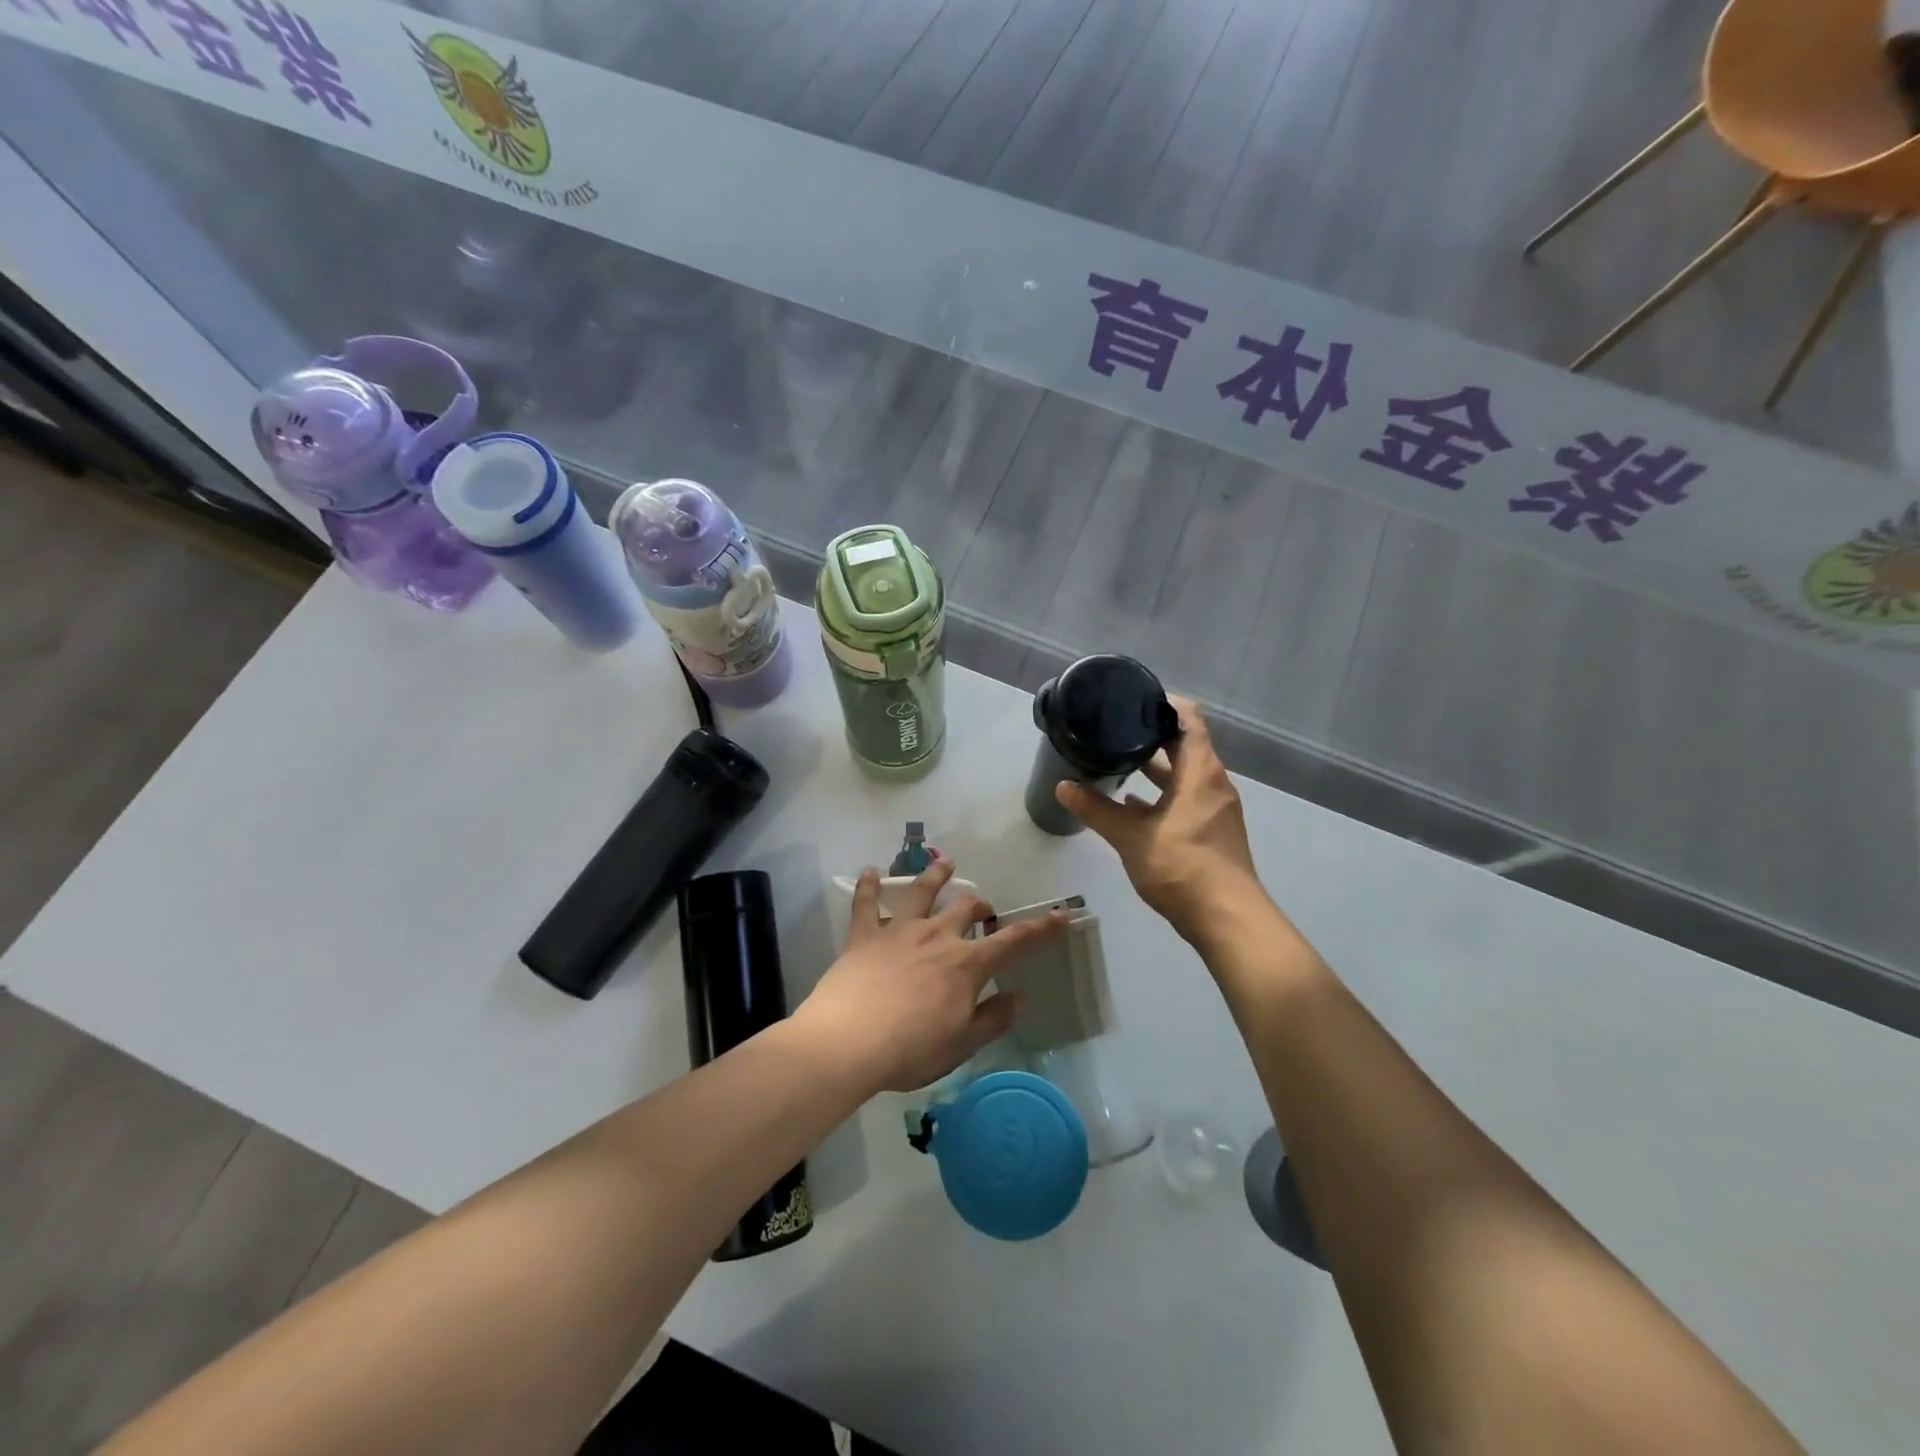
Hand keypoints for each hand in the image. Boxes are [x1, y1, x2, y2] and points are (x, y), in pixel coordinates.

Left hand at [797, 857, 1067, 1093]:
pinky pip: (866, 903)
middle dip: (981, 907)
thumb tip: (1018, 996)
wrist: (848, 1042)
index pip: (1013, 942)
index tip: (1062, 915)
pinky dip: (868, 884)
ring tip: (946, 864)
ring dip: (936, 876)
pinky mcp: (864, 934)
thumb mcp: (961, 1044)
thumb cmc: (910, 1050)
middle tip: (983, 914)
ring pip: (922, 891)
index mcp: (967, 964)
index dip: (1041, 929)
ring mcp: (899, 930)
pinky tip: (869, 870)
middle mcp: (937, 936)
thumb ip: (992, 1018)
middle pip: (966, 908)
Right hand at [1058, 696, 1263, 941]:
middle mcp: (1213, 783)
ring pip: (1184, 775)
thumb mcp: (1131, 837)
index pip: (1188, 719)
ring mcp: (1216, 808)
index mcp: (1200, 772)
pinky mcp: (1212, 831)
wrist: (1227, 919)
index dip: (1164, 703)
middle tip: (1115, 727)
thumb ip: (1096, 809)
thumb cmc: (1182, 867)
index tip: (1133, 698)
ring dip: (1156, 767)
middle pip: (1185, 745)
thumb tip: (1062, 785)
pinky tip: (1132, 804)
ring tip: (1118, 760)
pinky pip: (1186, 799)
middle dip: (1152, 735)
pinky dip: (1162, 796)